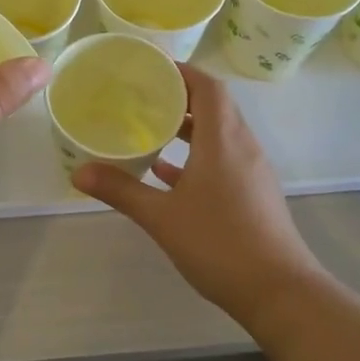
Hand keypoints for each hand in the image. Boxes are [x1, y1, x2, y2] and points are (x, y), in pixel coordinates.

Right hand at [72, 63, 317, 323]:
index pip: (208, 87)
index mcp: (223, 140)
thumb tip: (79, 173)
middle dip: (180, 96)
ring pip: (219, 134)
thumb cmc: (219, 244)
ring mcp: (252, 171)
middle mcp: (242, 147)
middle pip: (215, 106)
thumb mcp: (162, 217)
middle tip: (142, 95)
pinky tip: (167, 173)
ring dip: (189, 127)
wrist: (279, 293)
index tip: (150, 67)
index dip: (182, 71)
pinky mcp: (253, 194)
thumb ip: (121, 190)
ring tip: (150, 127)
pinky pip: (223, 159)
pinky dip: (197, 156)